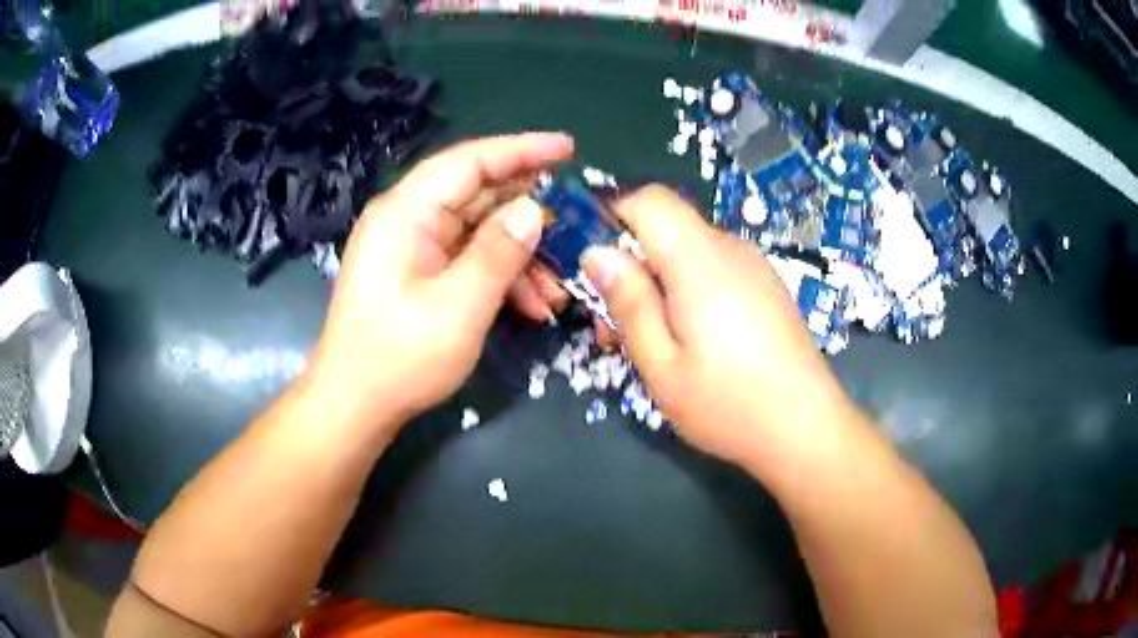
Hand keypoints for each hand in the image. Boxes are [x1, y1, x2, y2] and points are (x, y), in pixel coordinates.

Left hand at [307, 133, 574, 434]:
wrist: (354, 406)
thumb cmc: (400, 358)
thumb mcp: (459, 306)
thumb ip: (499, 251)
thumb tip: (534, 209)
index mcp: (407, 212)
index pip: (470, 161)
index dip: (522, 150)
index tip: (568, 149)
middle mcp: (408, 219)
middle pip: (478, 195)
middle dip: (529, 213)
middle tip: (576, 226)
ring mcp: (413, 247)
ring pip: (479, 231)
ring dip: (521, 254)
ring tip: (559, 288)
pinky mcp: (419, 273)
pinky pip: (468, 259)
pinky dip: (501, 276)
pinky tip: (533, 305)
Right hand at [582, 186, 853, 463]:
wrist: (805, 428)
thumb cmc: (727, 404)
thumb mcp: (661, 364)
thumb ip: (629, 301)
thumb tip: (597, 252)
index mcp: (700, 261)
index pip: (649, 200)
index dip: (614, 217)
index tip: (595, 264)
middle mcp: (731, 250)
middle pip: (668, 227)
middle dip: (632, 263)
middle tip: (616, 327)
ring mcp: (754, 266)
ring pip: (690, 250)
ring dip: (660, 281)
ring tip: (654, 342)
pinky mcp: (767, 286)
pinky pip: (716, 268)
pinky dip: (690, 289)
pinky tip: (694, 339)